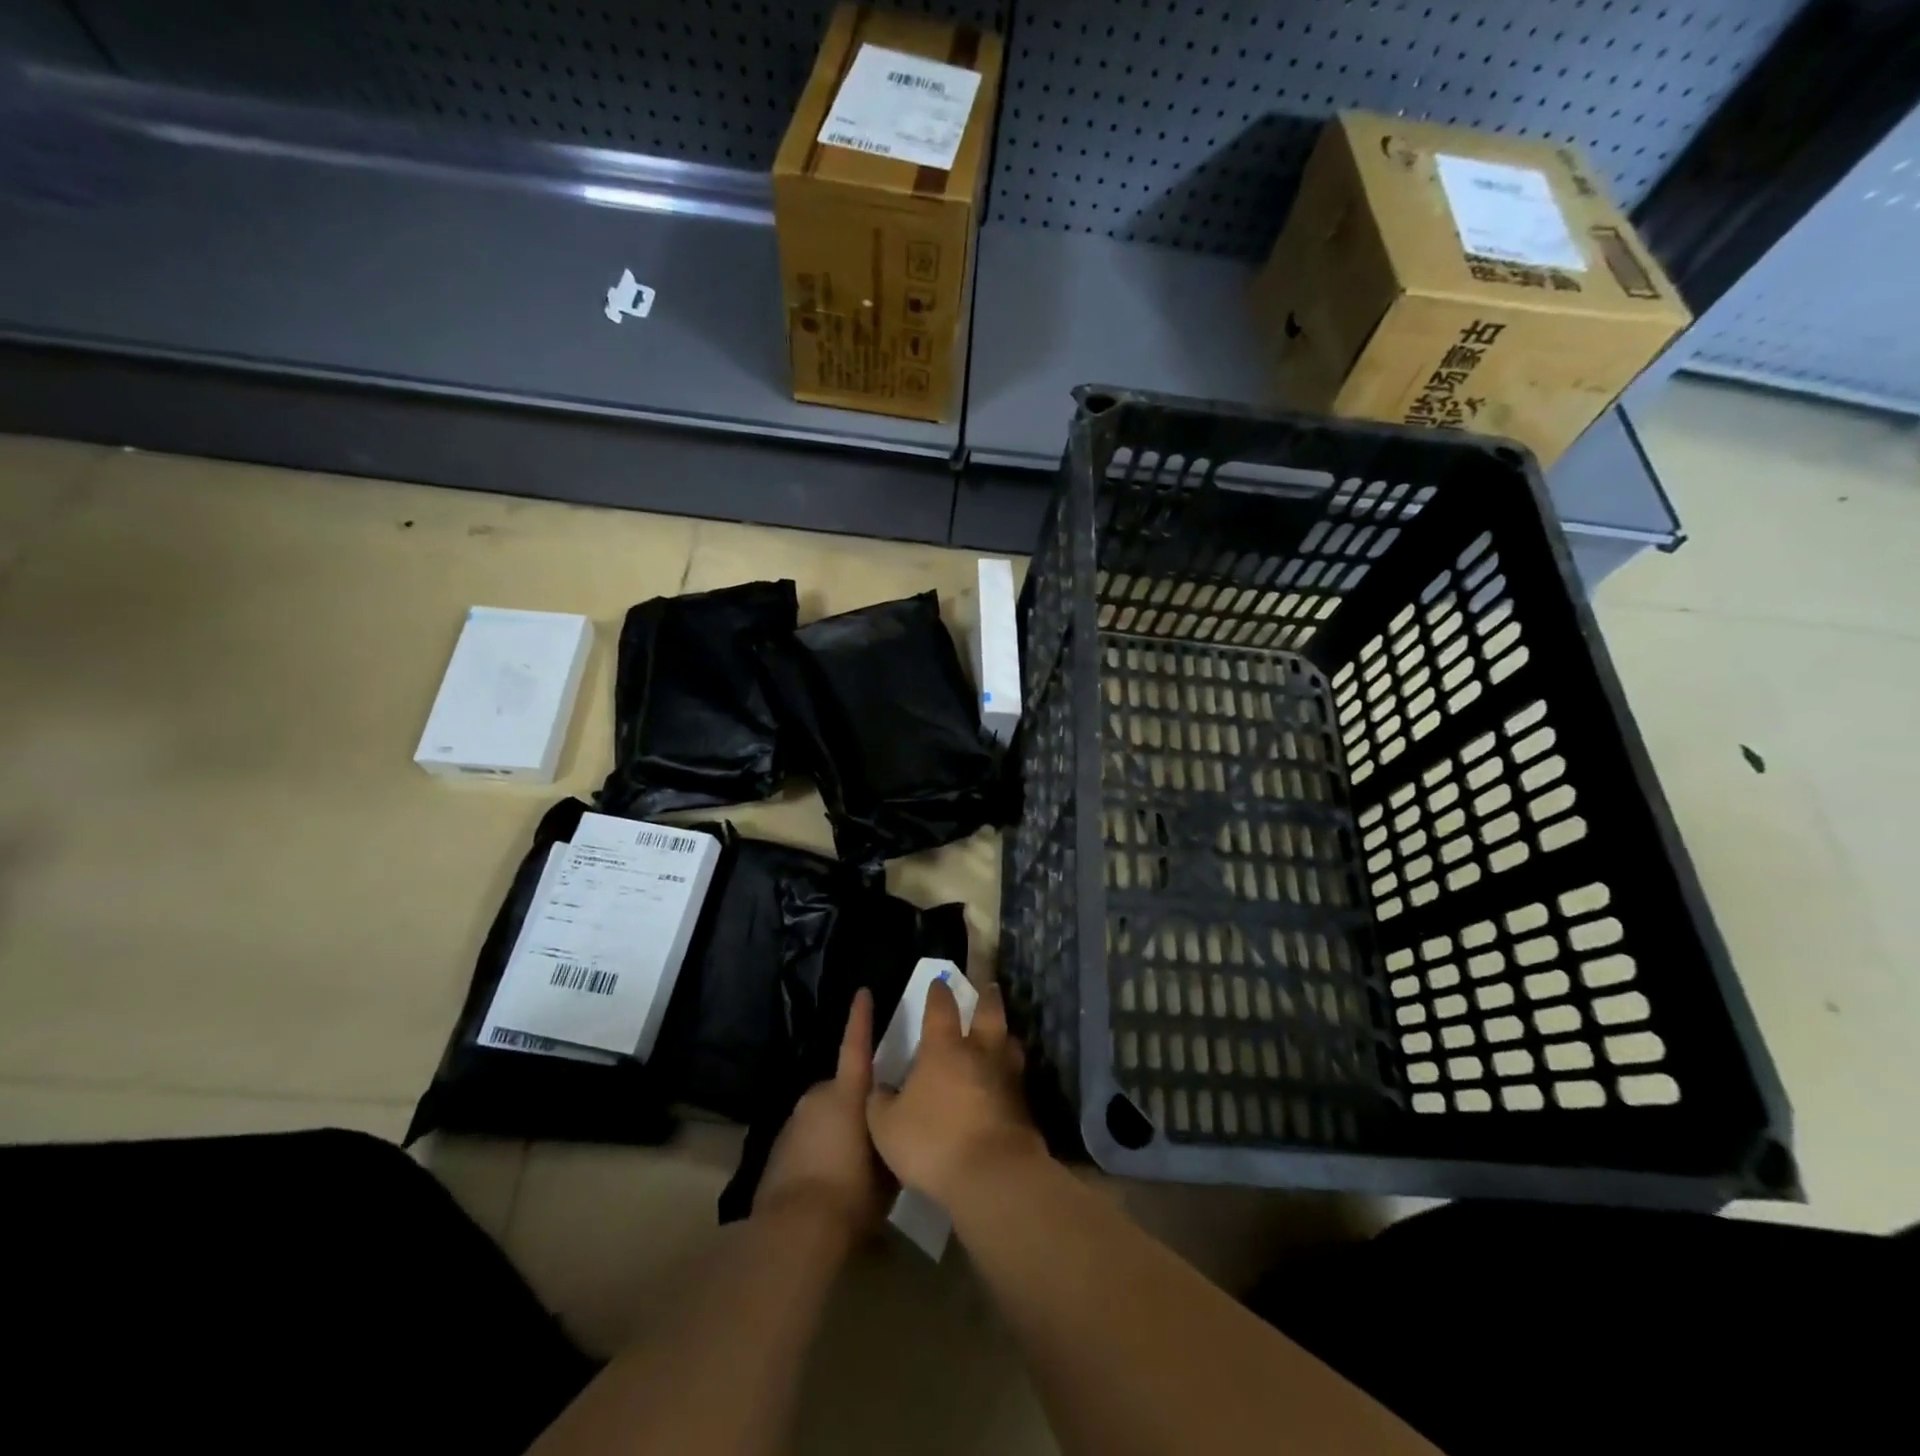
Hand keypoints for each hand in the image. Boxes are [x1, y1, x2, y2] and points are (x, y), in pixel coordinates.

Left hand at [755, 988, 891, 1240]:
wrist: (795, 1232)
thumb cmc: (852, 1194)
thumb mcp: (888, 1166)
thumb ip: (890, 1134)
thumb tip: (894, 1122)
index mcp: (847, 1094)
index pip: (856, 1045)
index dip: (860, 1018)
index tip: (862, 992)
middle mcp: (817, 1097)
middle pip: (842, 1089)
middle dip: (855, 1103)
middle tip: (872, 1133)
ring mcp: (793, 1122)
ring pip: (823, 1115)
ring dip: (836, 1129)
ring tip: (851, 1166)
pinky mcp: (778, 1148)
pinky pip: (807, 1138)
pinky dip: (818, 1149)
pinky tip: (828, 1181)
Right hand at [866, 978, 1045, 1206]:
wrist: (993, 1175)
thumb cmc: (933, 1142)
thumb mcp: (886, 1126)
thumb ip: (881, 1102)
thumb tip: (881, 1089)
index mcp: (944, 1047)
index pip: (942, 1007)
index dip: (939, 992)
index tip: (939, 982)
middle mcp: (979, 1051)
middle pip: (988, 1013)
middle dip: (986, 997)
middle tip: (987, 987)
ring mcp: (1006, 1076)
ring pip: (1009, 1042)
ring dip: (1004, 1033)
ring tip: (1002, 1032)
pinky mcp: (1023, 1104)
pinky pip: (1016, 1076)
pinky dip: (1010, 1071)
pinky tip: (1005, 1079)